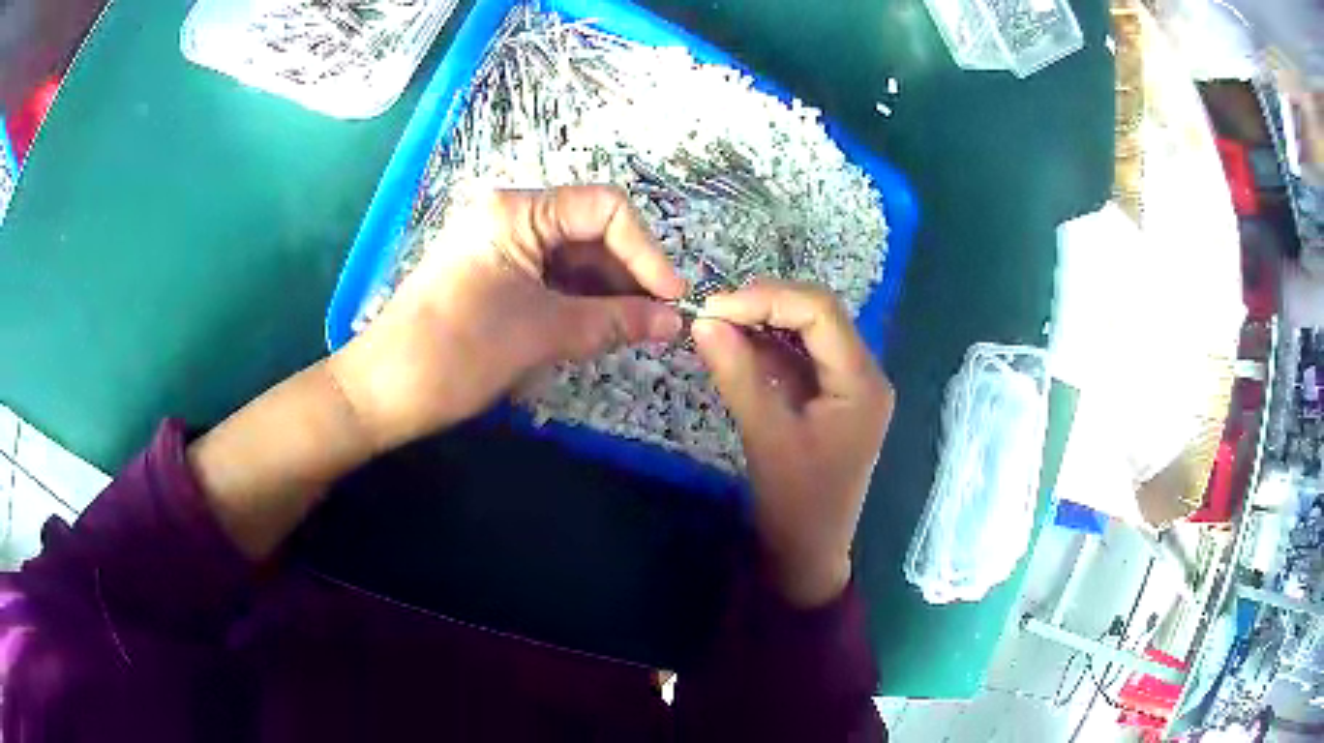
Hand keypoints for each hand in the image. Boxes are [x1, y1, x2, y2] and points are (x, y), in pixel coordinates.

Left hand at [328, 186, 685, 451]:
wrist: (383, 392)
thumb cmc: (457, 353)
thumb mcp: (542, 333)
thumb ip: (614, 321)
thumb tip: (673, 321)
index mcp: (516, 211)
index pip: (604, 209)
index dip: (646, 251)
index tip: (672, 299)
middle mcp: (510, 216)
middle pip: (590, 231)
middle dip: (629, 274)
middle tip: (659, 322)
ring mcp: (500, 246)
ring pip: (573, 258)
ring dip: (607, 292)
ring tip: (635, 331)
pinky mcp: (494, 276)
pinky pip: (550, 278)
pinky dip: (579, 302)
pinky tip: (600, 329)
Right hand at [692, 281, 893, 606]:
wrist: (809, 552)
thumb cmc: (796, 503)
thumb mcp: (765, 435)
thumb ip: (737, 373)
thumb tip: (702, 321)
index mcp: (862, 382)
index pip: (820, 312)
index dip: (767, 299)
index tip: (714, 307)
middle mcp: (863, 373)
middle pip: (817, 314)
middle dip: (764, 305)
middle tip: (712, 313)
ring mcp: (847, 384)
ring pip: (806, 331)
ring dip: (762, 323)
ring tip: (716, 325)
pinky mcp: (829, 396)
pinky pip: (798, 356)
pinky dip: (765, 347)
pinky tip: (733, 346)